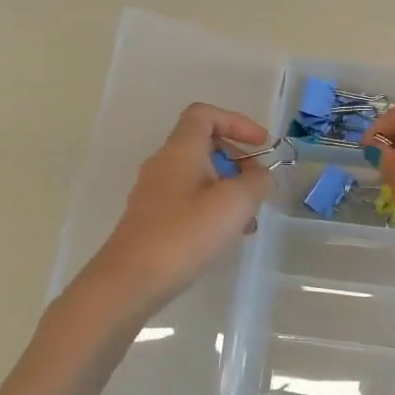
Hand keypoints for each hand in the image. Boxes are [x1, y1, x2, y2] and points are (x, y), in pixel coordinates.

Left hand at [87, 103, 273, 311]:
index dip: (237, 122)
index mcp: (180, 150)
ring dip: (229, 190)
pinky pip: (189, 201)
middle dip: (238, 161)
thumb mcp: (234, 203)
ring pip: (200, 177)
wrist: (132, 280)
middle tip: (258, 186)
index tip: (262, 145)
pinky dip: (213, 209)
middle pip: (204, 146)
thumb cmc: (185, 234)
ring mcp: (155, 193)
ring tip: (248, 221)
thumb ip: (256, 181)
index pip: (205, 115)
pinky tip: (226, 237)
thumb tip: (261, 175)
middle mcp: (164, 164)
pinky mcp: (152, 219)